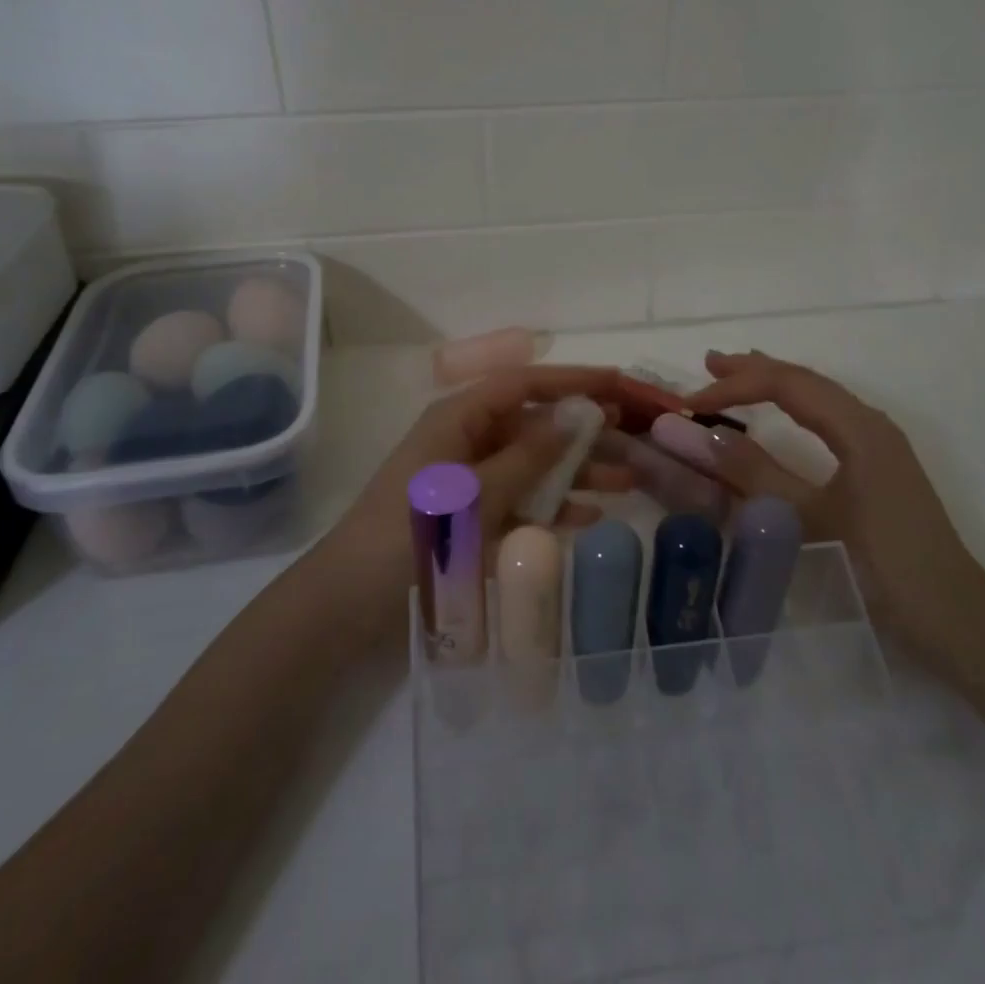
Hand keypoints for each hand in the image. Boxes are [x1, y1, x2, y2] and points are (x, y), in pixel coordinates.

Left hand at [323, 365, 632, 637]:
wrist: (351, 603)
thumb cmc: (412, 534)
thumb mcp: (476, 493)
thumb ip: (529, 456)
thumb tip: (575, 416)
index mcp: (458, 419)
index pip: (523, 384)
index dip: (570, 380)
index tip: (617, 382)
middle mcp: (466, 442)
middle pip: (534, 426)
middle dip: (583, 432)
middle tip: (633, 437)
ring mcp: (470, 482)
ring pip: (533, 466)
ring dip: (577, 472)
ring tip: (627, 480)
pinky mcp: (472, 519)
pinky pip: (521, 502)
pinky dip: (553, 508)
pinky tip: (591, 517)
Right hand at [686, 349, 984, 670]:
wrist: (953, 615)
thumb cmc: (879, 563)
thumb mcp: (807, 517)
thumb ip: (754, 473)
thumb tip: (701, 435)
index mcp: (858, 427)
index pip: (787, 385)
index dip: (735, 386)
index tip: (690, 402)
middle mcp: (870, 423)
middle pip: (806, 381)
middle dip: (755, 370)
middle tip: (709, 364)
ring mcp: (879, 444)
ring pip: (818, 398)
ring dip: (775, 385)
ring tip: (736, 376)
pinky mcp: (880, 466)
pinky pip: (828, 418)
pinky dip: (794, 407)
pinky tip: (782, 415)